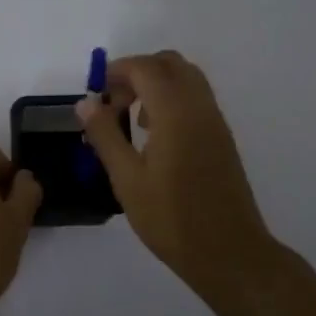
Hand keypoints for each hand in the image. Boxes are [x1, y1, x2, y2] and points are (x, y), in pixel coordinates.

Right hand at [75, 51, 280, 292]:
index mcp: (175, 111)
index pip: (145, 67)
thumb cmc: (171, 218)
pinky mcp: (222, 137)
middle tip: (114, 103)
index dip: (117, 71)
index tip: (96, 94)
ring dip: (157, 85)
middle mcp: (199, 106)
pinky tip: (156, 137)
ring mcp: (215, 120)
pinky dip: (173, 100)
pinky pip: (196, 99)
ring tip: (133, 121)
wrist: (228, 251)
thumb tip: (86, 103)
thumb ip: (105, 135)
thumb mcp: (127, 179)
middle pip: (169, 63)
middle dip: (137, 72)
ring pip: (186, 78)